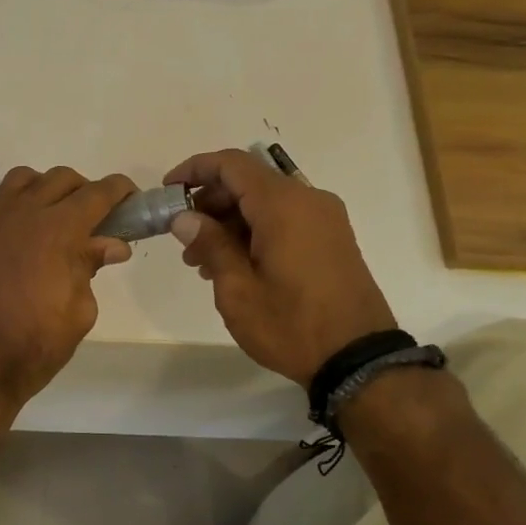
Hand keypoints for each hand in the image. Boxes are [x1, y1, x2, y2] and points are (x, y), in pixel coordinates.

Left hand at [0, 166, 137, 411]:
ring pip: (23, 179)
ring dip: (46, 189)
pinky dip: (13, 206)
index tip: (132, 198)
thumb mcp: (80, 311)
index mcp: (58, 230)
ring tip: (55, 217)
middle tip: (96, 220)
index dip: (120, 191)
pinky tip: (20, 233)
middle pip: (61, 178)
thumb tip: (111, 245)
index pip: (97, 193)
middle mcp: (24, 214)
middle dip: (85, 191)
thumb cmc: (35, 344)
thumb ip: (91, 267)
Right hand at [164, 149, 396, 385]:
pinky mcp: (332, 238)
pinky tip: (235, 265)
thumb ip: (210, 244)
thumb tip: (184, 217)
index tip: (168, 191)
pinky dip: (254, 230)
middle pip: (248, 181)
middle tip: (183, 238)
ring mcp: (325, 219)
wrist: (358, 359)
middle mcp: (307, 200)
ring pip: (266, 202)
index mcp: (283, 205)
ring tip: (202, 261)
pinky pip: (285, 219)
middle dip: (210, 202)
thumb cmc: (291, 324)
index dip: (195, 169)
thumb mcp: (238, 289)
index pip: (231, 164)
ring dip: (230, 221)